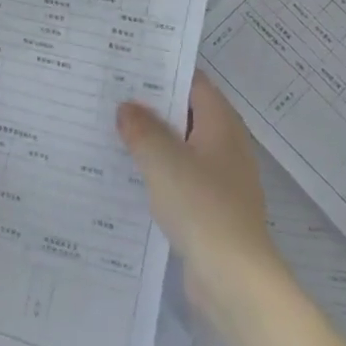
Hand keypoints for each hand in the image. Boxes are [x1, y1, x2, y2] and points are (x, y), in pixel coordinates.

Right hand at [118, 72, 283, 321]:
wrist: (234, 278)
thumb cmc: (202, 206)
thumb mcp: (163, 160)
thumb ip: (142, 129)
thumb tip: (127, 108)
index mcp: (222, 125)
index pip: (194, 83)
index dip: (164, 72)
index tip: (129, 67)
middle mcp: (226, 146)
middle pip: (187, 115)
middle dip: (153, 108)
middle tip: (111, 97)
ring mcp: (222, 180)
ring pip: (182, 149)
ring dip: (153, 143)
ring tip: (112, 133)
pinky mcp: (212, 210)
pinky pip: (182, 179)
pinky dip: (159, 173)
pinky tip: (129, 178)